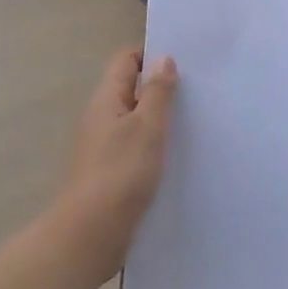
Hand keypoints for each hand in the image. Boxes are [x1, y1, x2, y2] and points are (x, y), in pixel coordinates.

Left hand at [58, 47, 178, 270]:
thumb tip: (163, 59)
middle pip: (130, 89)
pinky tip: (176, 156)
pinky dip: (153, 144)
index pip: (126, 60)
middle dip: (160, 87)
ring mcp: (103, 146)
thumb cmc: (121, 172)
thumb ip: (157, 92)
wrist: (91, 233)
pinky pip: (134, 146)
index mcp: (106, 99)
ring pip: (134, 120)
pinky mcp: (109, 172)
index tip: (183, 62)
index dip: (151, 55)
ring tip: (193, 121)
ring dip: (158, 118)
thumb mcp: (147, 127)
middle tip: (197, 91)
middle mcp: (100, 117)